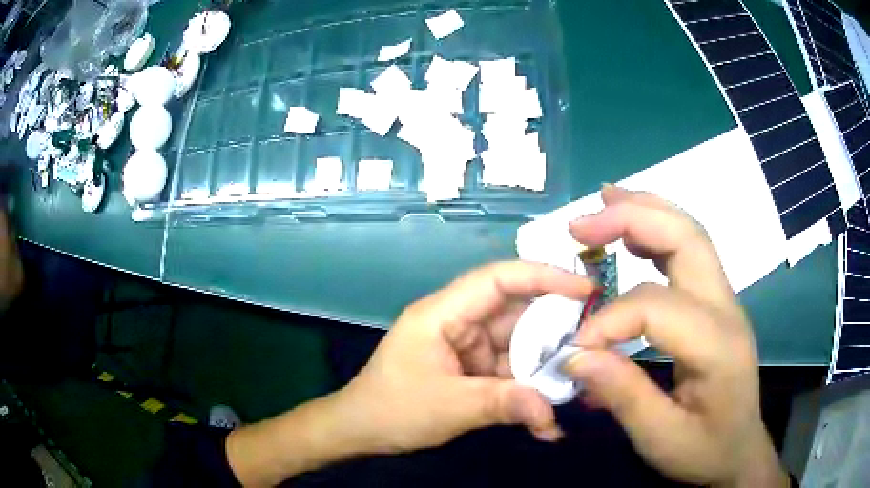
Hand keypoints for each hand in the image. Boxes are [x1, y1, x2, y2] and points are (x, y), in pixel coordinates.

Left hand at [332, 261, 594, 453]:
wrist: (361, 431)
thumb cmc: (393, 410)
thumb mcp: (449, 407)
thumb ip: (503, 405)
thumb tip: (552, 415)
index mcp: (443, 313)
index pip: (498, 279)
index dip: (543, 276)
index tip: (584, 289)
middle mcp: (459, 323)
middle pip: (516, 314)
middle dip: (555, 332)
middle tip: (594, 346)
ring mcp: (467, 347)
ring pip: (518, 347)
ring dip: (544, 370)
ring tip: (576, 387)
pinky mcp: (471, 370)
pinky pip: (509, 372)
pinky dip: (527, 391)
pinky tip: (545, 415)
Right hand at [563, 185, 787, 486]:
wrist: (739, 451)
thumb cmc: (704, 450)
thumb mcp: (660, 439)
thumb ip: (622, 395)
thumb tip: (575, 355)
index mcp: (717, 344)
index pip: (657, 306)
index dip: (609, 319)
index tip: (576, 348)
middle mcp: (726, 307)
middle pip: (686, 237)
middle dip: (632, 218)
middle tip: (581, 225)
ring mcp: (724, 299)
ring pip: (690, 233)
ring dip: (646, 211)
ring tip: (604, 202)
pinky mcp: (716, 303)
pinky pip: (689, 251)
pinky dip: (658, 230)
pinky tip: (633, 232)